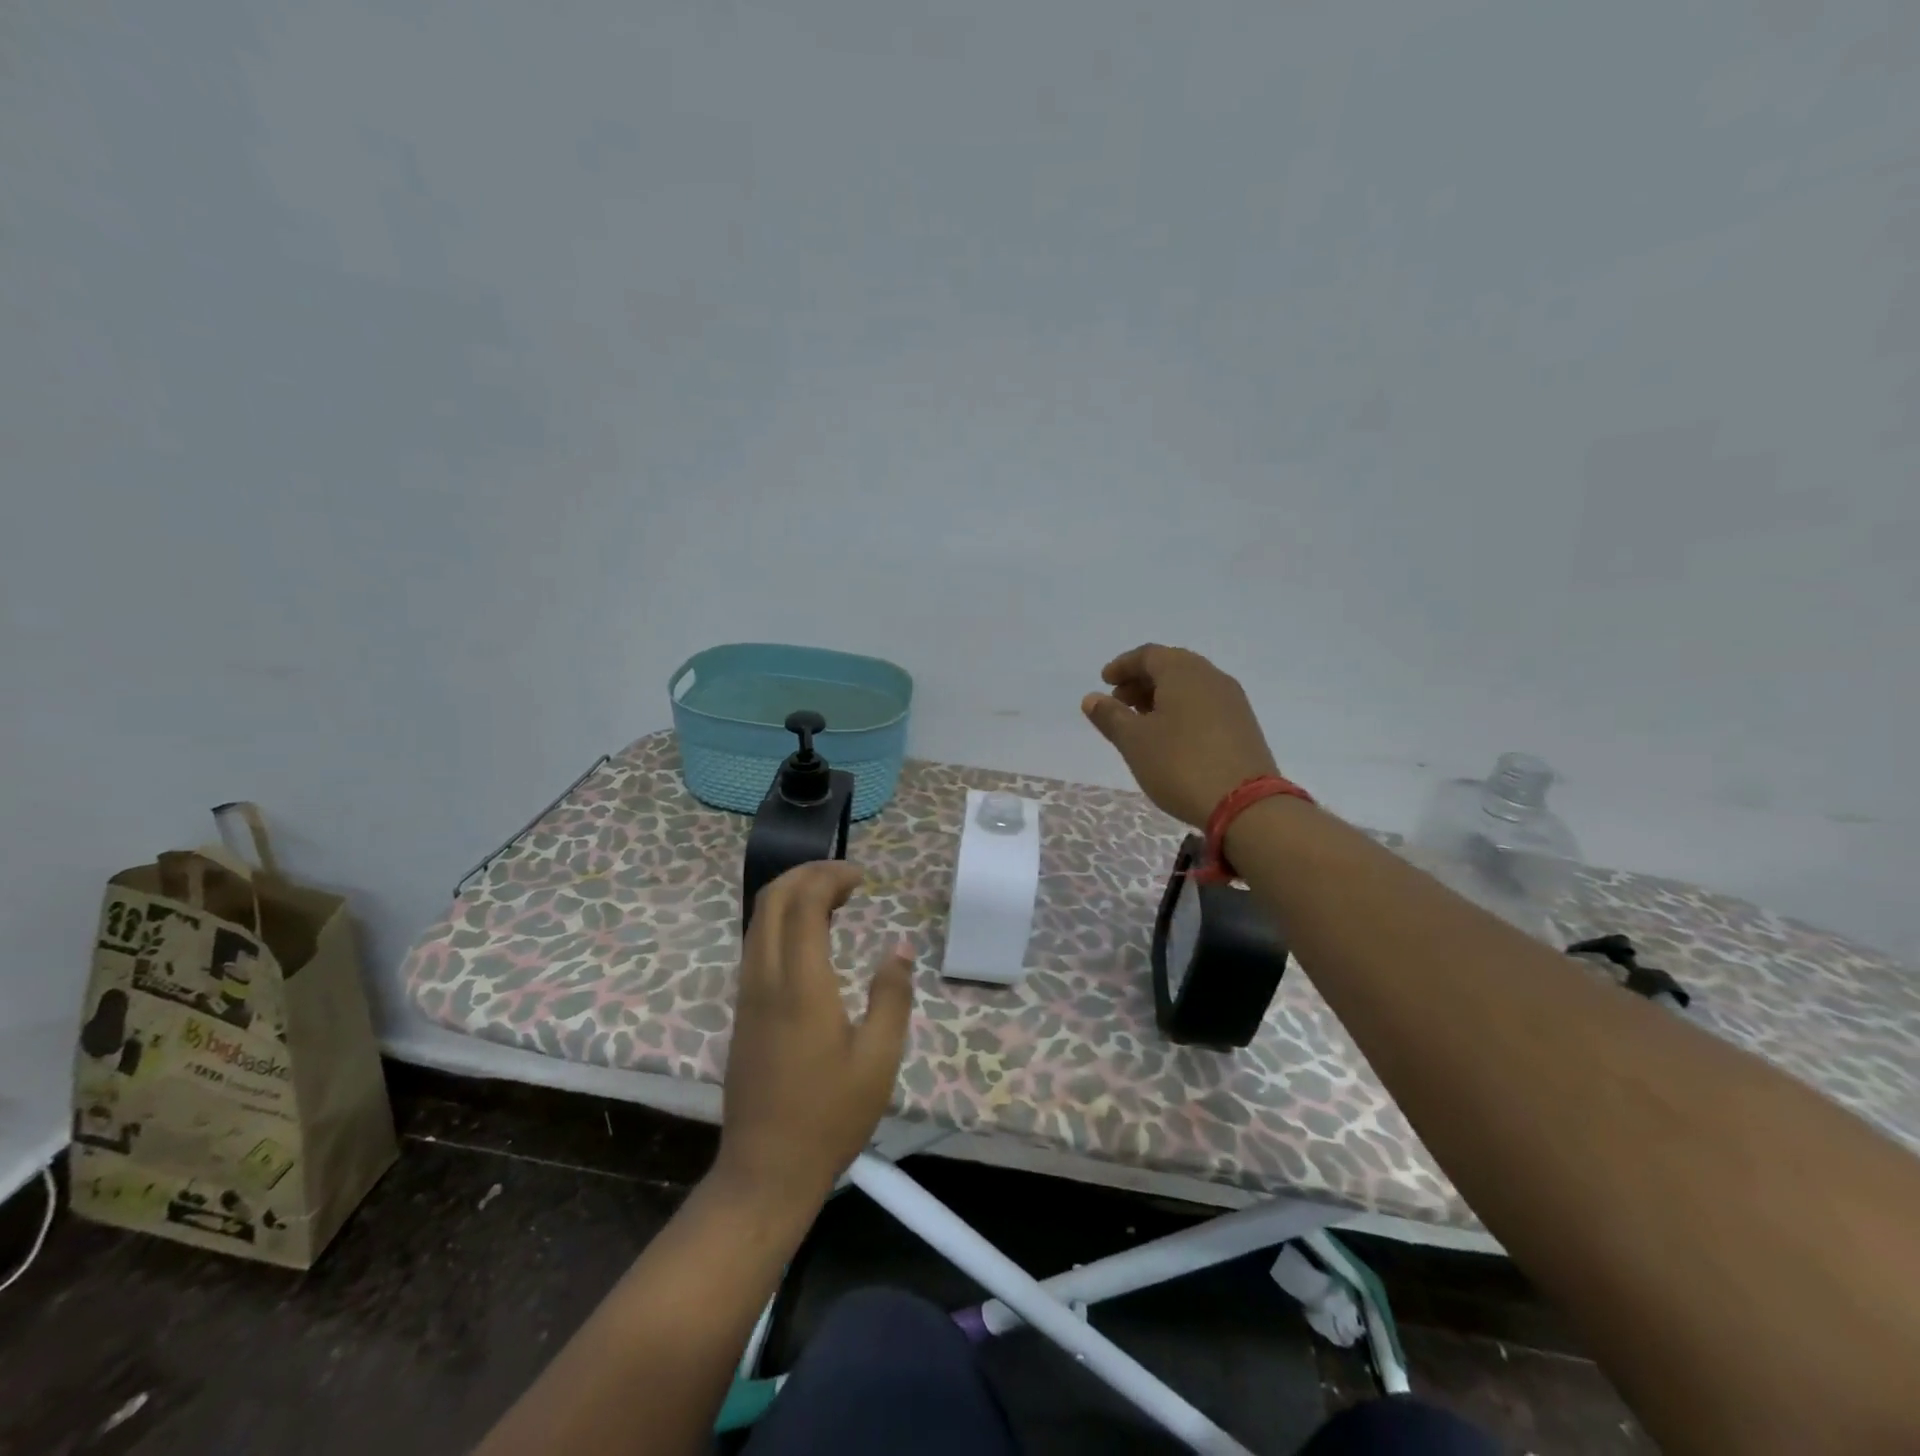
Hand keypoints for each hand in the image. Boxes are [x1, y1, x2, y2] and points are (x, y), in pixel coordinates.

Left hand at [716, 861, 913, 1210]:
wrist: (765, 1171)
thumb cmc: (830, 1115)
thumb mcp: (879, 1058)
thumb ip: (891, 995)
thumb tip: (899, 947)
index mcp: (800, 985)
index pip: (803, 903)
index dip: (830, 877)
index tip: (861, 878)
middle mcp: (765, 978)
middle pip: (771, 899)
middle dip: (806, 874)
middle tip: (846, 879)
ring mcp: (747, 994)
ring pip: (757, 920)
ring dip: (791, 896)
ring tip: (833, 901)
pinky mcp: (743, 1010)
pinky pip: (756, 944)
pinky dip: (781, 921)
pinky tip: (811, 938)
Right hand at [1081, 643, 1280, 826]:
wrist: (1245, 804)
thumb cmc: (1180, 764)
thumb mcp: (1134, 741)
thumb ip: (1110, 716)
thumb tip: (1092, 698)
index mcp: (1183, 672)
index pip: (1148, 655)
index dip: (1122, 666)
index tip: (1104, 682)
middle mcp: (1211, 677)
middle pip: (1171, 667)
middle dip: (1141, 681)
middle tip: (1118, 702)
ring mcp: (1232, 701)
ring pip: (1189, 686)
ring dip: (1161, 697)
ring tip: (1140, 722)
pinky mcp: (1243, 725)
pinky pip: (1204, 704)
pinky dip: (1181, 710)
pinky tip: (1170, 736)